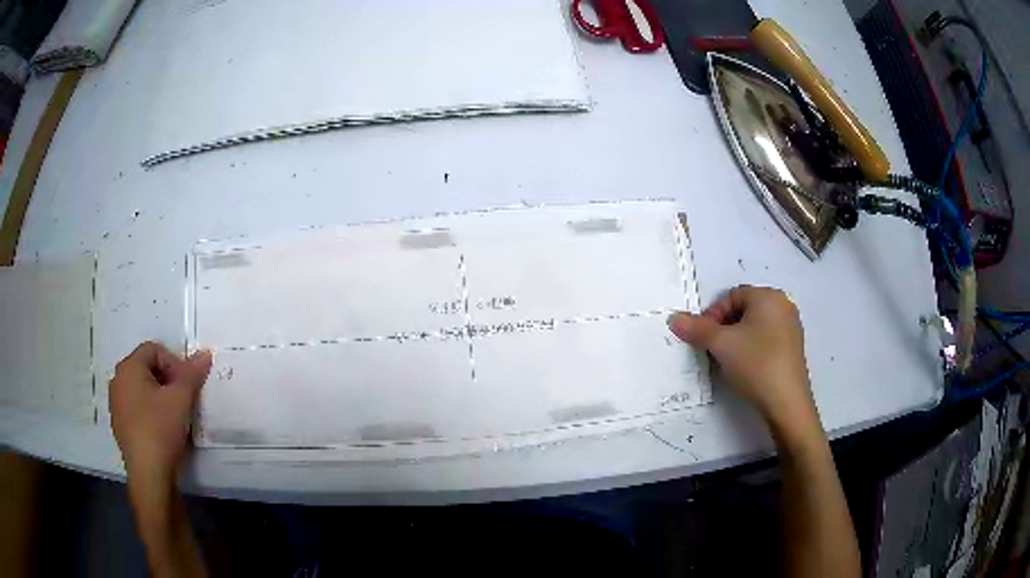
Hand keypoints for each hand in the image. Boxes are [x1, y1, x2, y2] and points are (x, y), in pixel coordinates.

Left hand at [110, 342, 211, 483]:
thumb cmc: (161, 429)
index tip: (187, 386)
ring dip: (158, 396)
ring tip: (174, 416)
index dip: (174, 363)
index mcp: (129, 367)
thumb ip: (192, 374)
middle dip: (167, 379)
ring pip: (141, 389)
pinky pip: (136, 408)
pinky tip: (162, 430)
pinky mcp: (119, 425)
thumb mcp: (181, 400)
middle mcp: (118, 380)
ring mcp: (116, 404)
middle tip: (183, 399)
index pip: (154, 350)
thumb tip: (205, 353)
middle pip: (146, 368)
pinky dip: (150, 412)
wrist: (149, 475)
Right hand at [667, 285, 816, 428]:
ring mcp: (791, 327)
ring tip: (727, 360)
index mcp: (768, 296)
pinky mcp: (793, 348)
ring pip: (755, 325)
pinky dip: (752, 348)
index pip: (732, 295)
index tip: (704, 338)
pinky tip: (746, 368)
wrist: (786, 402)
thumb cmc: (755, 364)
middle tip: (713, 348)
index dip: (713, 314)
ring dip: (737, 338)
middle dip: (724, 326)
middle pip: (744, 309)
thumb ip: (696, 329)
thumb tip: (674, 318)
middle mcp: (783, 305)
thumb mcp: (721, 345)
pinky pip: (767, 339)